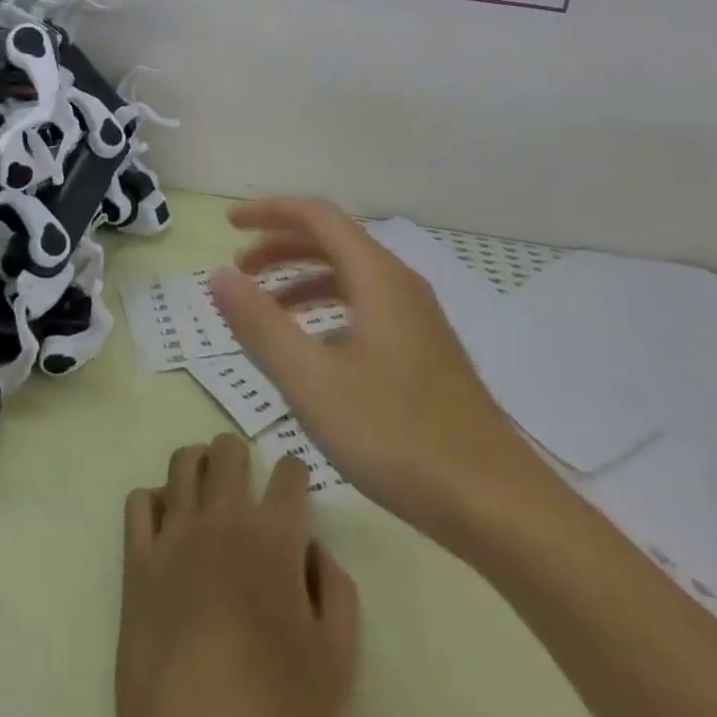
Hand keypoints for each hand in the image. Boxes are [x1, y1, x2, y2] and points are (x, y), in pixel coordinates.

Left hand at [117, 433, 359, 716]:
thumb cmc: (280, 712)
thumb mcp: (337, 660)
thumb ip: (337, 590)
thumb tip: (313, 549)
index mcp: (274, 536)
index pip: (289, 472)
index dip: (295, 473)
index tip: (295, 487)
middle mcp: (223, 518)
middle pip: (228, 451)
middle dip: (241, 457)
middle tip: (245, 481)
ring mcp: (175, 535)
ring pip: (182, 462)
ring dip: (199, 466)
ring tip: (206, 490)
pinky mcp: (137, 561)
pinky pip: (139, 502)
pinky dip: (154, 501)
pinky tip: (167, 524)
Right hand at [213, 197, 540, 541]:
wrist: (496, 504)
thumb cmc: (397, 435)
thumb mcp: (311, 381)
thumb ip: (260, 324)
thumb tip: (219, 275)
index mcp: (377, 276)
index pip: (317, 216)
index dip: (269, 212)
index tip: (229, 226)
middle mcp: (400, 284)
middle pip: (333, 241)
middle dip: (280, 246)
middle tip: (239, 270)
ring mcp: (418, 319)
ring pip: (350, 276)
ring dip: (302, 279)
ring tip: (265, 309)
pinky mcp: (425, 351)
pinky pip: (366, 306)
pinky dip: (328, 309)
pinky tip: (313, 350)